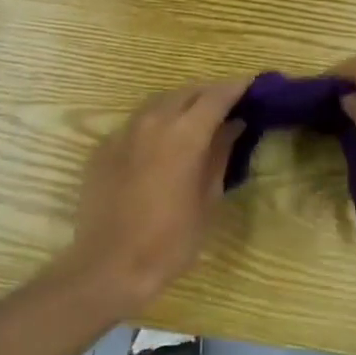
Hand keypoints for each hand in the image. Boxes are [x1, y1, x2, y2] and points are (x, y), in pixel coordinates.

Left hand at [64, 78, 249, 312]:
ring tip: (197, 120)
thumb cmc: (170, 240)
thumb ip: (220, 154)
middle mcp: (153, 122)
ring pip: (159, 102)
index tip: (252, 87)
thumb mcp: (207, 199)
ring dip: (182, 104)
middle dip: (209, 94)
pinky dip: (156, 124)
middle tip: (228, 106)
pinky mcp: (103, 147)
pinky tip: (162, 144)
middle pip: (187, 92)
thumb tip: (234, 126)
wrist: (108, 267)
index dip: (236, 88)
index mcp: (185, 134)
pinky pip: (136, 123)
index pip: (216, 96)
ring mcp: (124, 132)